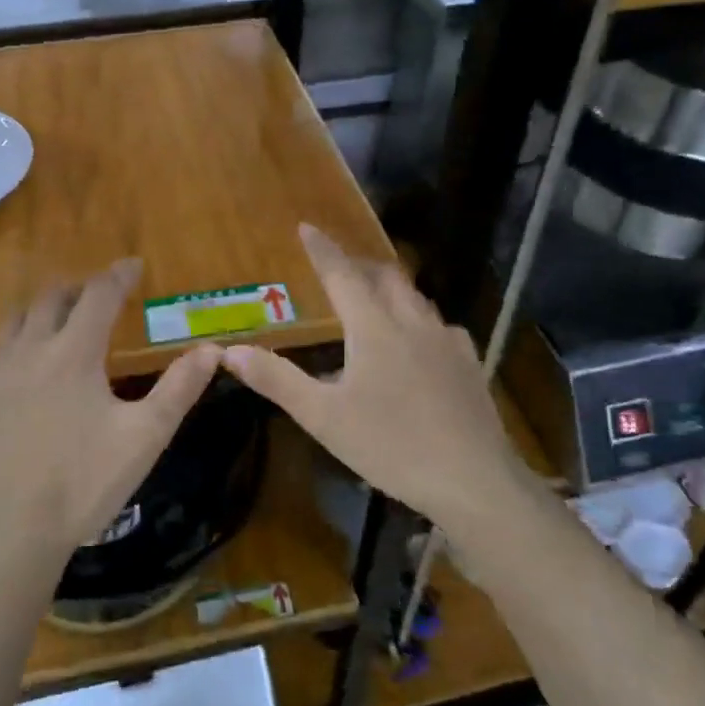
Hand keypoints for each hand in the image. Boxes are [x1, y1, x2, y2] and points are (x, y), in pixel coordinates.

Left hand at [0, 259, 220, 571]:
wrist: (13, 531)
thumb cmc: (86, 481)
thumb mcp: (146, 436)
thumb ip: (180, 388)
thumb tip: (212, 350)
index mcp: (74, 353)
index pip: (98, 296)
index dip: (119, 276)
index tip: (133, 265)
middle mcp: (29, 351)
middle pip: (51, 299)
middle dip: (78, 289)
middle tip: (97, 294)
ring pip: (14, 322)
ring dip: (40, 311)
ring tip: (57, 319)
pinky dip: (11, 346)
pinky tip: (18, 365)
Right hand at [221, 224, 529, 533]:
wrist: (472, 478)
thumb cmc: (390, 445)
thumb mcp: (323, 417)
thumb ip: (277, 380)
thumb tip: (231, 351)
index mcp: (374, 328)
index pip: (342, 275)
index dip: (322, 250)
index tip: (307, 227)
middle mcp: (413, 322)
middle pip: (386, 276)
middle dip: (359, 264)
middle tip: (340, 267)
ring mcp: (448, 340)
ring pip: (416, 298)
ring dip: (391, 289)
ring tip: (375, 299)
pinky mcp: (469, 362)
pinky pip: (440, 326)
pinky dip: (419, 320)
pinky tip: (420, 342)